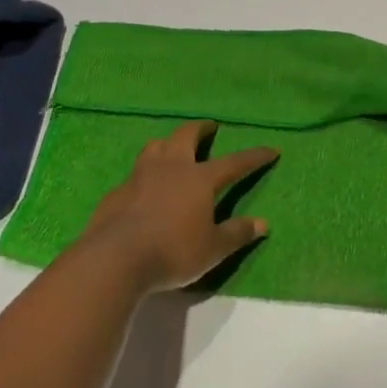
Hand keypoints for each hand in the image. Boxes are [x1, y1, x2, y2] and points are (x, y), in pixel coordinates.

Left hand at [79, 122, 277, 292]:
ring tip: (172, 149)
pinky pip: (134, 175)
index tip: (271, 150)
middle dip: (200, 128)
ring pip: (155, 147)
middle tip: (209, 127)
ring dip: (167, 144)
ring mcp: (140, 177)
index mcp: (199, 179)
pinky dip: (144, 176)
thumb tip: (263, 224)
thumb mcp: (212, 249)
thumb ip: (237, 234)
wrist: (115, 259)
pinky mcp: (117, 192)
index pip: (234, 163)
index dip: (254, 156)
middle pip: (185, 136)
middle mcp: (171, 168)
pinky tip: (143, 189)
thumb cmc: (172, 251)